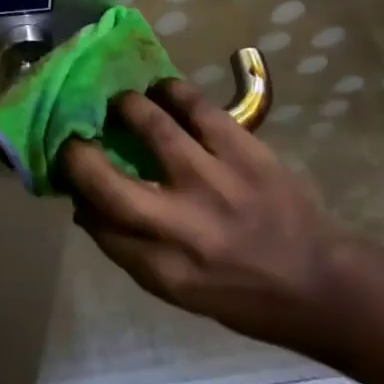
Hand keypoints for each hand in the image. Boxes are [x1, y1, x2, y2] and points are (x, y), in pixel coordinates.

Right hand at [62, 80, 347, 353]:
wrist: (319, 282)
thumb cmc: (242, 293)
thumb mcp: (179, 290)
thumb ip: (129, 249)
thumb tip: (85, 203)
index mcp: (164, 268)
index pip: (97, 222)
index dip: (73, 189)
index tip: (64, 165)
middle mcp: (182, 225)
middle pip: (107, 180)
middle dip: (79, 150)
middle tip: (76, 129)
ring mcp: (214, 180)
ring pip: (151, 125)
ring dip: (126, 106)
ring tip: (120, 100)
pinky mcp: (244, 150)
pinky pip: (197, 107)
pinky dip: (172, 92)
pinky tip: (162, 89)